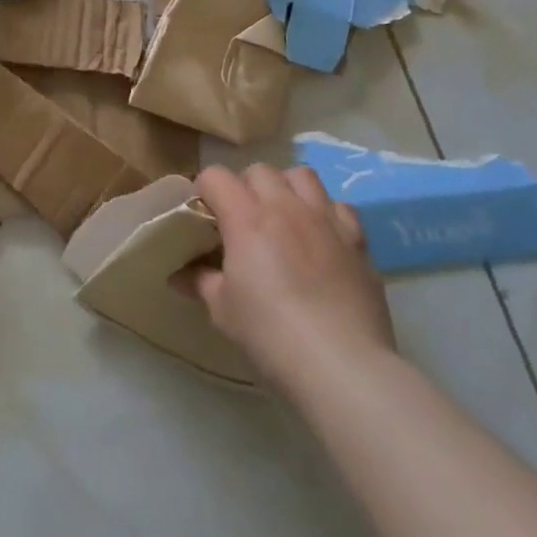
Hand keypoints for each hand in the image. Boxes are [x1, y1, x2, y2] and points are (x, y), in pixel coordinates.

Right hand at [185, 165, 396, 393]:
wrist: (342, 366)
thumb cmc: (270, 334)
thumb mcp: (222, 310)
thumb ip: (200, 281)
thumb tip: (178, 274)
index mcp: (246, 218)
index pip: (215, 176)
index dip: (204, 191)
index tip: (203, 217)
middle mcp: (286, 207)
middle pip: (259, 170)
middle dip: (245, 187)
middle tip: (241, 220)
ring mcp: (326, 220)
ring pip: (302, 176)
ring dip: (286, 188)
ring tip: (282, 217)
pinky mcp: (357, 242)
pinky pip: (340, 207)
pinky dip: (326, 213)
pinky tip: (321, 238)